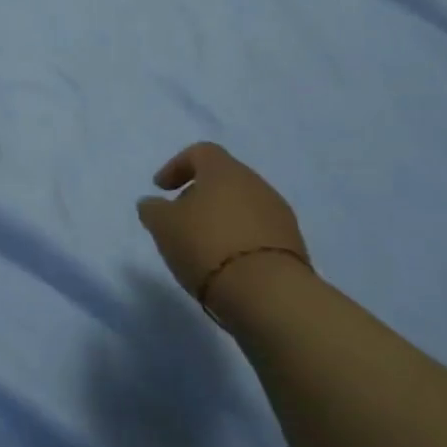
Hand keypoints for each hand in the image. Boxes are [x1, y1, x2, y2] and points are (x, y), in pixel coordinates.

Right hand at [137, 142, 310, 320]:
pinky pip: (259, 232)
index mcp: (224, 170)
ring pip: (243, 206)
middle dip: (200, 195)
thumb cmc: (207, 246)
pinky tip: (228, 263)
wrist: (270, 295)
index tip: (161, 189)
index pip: (200, 152)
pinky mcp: (294, 246)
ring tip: (204, 246)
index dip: (177, 166)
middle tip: (181, 219)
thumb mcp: (163, 226)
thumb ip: (153, 209)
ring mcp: (279, 215)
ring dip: (222, 219)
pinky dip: (241, 240)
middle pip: (224, 179)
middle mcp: (256, 184)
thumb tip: (153, 204)